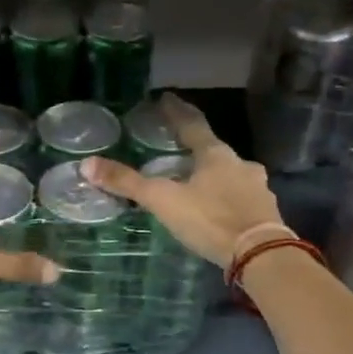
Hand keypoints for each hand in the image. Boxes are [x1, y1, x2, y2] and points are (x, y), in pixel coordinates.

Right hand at [82, 93, 282, 265]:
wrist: (261, 255)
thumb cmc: (211, 220)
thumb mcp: (164, 201)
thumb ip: (128, 183)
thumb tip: (87, 164)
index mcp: (215, 154)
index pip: (192, 124)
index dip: (176, 111)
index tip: (166, 98)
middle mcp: (240, 164)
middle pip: (213, 149)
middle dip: (195, 146)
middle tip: (177, 145)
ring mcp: (257, 187)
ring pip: (230, 172)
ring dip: (214, 173)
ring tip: (196, 179)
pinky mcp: (265, 210)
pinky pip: (241, 195)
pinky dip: (227, 196)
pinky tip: (219, 206)